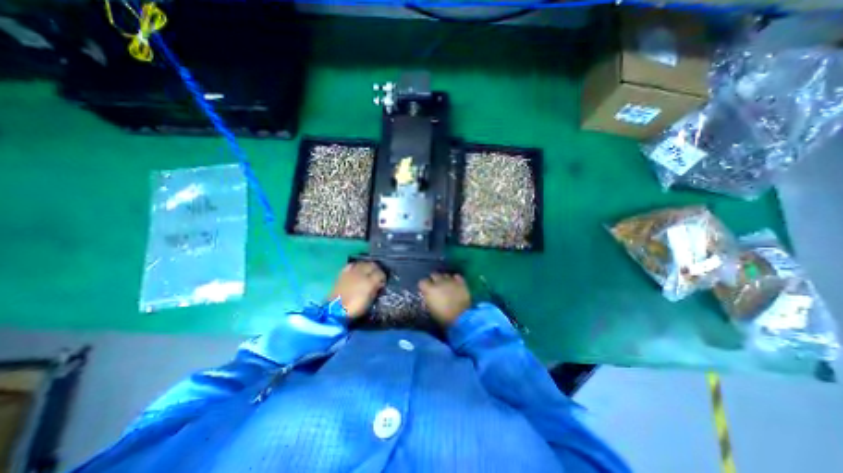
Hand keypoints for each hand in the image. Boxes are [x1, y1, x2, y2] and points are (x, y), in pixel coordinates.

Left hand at [327, 262, 386, 317]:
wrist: (336, 310)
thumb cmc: (355, 308)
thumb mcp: (369, 301)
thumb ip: (375, 290)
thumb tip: (379, 284)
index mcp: (369, 282)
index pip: (380, 273)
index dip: (383, 276)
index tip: (383, 281)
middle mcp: (361, 274)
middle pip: (372, 265)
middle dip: (376, 269)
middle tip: (377, 275)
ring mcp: (351, 272)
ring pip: (362, 263)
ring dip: (367, 266)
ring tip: (367, 271)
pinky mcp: (343, 273)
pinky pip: (351, 265)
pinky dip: (356, 266)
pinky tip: (357, 270)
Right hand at [418, 272, 470, 327]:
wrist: (461, 317)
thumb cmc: (444, 316)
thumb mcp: (431, 310)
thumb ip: (428, 299)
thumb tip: (427, 295)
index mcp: (430, 289)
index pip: (422, 282)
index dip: (423, 286)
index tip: (425, 290)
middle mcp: (439, 282)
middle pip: (433, 274)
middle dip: (433, 279)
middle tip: (435, 286)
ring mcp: (451, 281)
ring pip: (445, 275)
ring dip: (444, 279)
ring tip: (446, 285)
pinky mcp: (460, 282)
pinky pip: (456, 276)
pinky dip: (455, 279)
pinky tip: (455, 283)